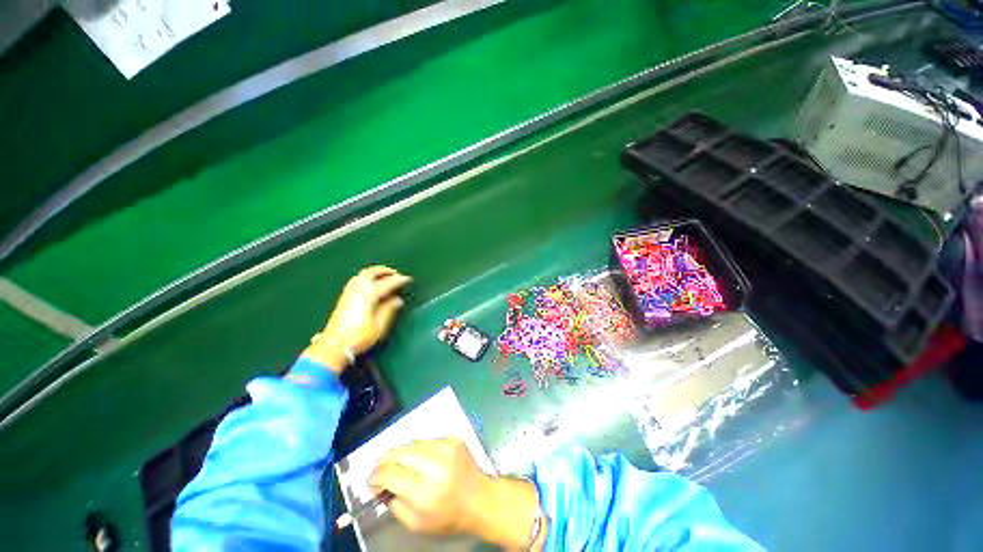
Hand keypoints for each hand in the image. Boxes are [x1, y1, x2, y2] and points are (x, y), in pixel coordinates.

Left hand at [302, 266, 410, 372]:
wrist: (334, 345)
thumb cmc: (360, 336)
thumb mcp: (380, 325)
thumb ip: (389, 309)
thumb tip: (398, 299)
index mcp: (369, 294)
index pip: (388, 283)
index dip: (399, 280)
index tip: (409, 279)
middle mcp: (358, 289)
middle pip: (372, 272)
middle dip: (385, 271)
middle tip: (396, 274)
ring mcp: (349, 292)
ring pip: (363, 275)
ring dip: (375, 272)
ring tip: (385, 277)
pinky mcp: (344, 297)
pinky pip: (358, 280)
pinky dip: (367, 277)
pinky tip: (372, 284)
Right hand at [369, 439, 544, 549]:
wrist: (480, 499)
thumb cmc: (448, 516)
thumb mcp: (416, 523)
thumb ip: (394, 504)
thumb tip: (381, 485)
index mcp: (424, 490)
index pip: (389, 473)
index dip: (374, 476)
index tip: (371, 482)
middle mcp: (435, 464)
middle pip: (397, 452)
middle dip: (383, 461)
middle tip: (380, 471)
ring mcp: (446, 447)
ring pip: (411, 443)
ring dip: (401, 454)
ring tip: (402, 467)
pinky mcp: (453, 439)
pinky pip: (427, 441)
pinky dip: (419, 451)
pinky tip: (423, 462)